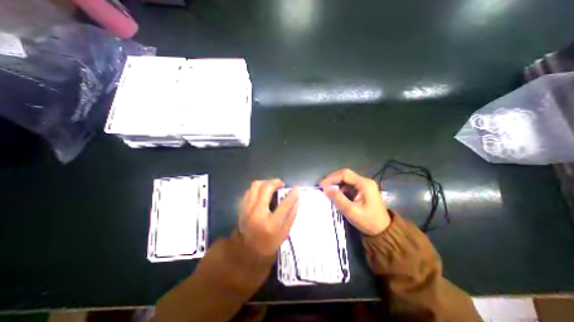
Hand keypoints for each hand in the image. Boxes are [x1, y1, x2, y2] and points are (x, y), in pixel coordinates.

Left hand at [239, 180, 300, 254]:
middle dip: (276, 182)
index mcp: (271, 224)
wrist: (248, 251)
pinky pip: (249, 191)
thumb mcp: (285, 233)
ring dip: (265, 182)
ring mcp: (247, 209)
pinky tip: (262, 192)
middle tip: (281, 184)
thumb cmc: (269, 243)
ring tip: (271, 186)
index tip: (297, 188)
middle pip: (266, 188)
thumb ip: (292, 215)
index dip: (293, 194)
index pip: (285, 204)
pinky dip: (257, 188)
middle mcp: (257, 213)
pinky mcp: (242, 207)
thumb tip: (298, 199)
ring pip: (255, 186)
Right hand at [321, 169, 392, 234]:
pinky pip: (348, 185)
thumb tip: (325, 188)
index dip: (332, 178)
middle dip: (332, 180)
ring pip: (346, 180)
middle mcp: (365, 181)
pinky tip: (335, 194)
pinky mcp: (362, 190)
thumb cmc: (369, 222)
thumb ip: (338, 198)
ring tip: (327, 190)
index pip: (345, 174)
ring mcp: (364, 185)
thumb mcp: (351, 211)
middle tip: (322, 187)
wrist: (384, 232)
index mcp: (364, 184)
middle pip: (345, 175)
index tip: (321, 185)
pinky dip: (340, 188)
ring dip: (336, 184)